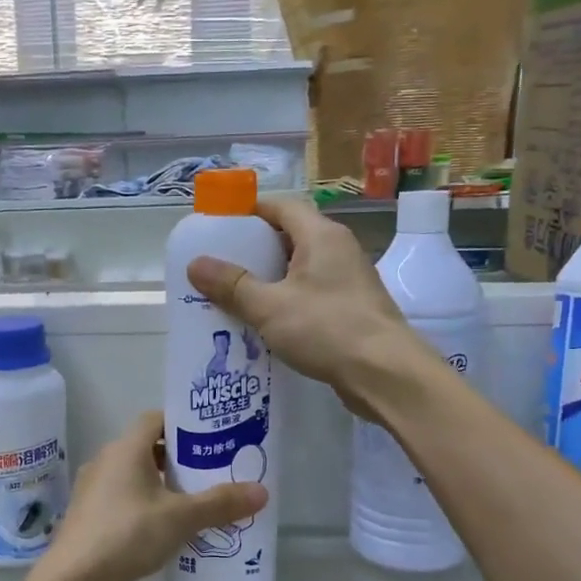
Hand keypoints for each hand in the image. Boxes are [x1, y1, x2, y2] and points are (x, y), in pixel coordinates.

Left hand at [36, 412, 266, 580]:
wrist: (74, 580)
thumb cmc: (127, 534)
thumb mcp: (181, 517)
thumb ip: (220, 503)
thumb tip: (262, 492)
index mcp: (125, 449)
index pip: (155, 419)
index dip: (183, 423)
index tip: (211, 436)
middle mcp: (106, 462)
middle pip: (148, 449)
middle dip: (180, 459)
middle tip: (213, 472)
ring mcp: (95, 492)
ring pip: (136, 478)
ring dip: (164, 487)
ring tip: (198, 503)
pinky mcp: (92, 519)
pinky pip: (126, 502)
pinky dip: (148, 508)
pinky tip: (170, 530)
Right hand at [186, 198, 417, 417]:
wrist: (385, 373)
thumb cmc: (327, 329)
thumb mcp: (269, 306)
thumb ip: (232, 285)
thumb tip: (195, 264)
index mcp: (321, 236)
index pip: (282, 206)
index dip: (250, 211)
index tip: (220, 225)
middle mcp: (339, 249)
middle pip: (291, 236)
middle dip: (255, 248)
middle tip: (221, 264)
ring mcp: (349, 280)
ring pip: (301, 268)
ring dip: (270, 278)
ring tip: (235, 294)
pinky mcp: (352, 308)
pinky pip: (312, 293)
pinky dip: (287, 300)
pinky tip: (266, 322)